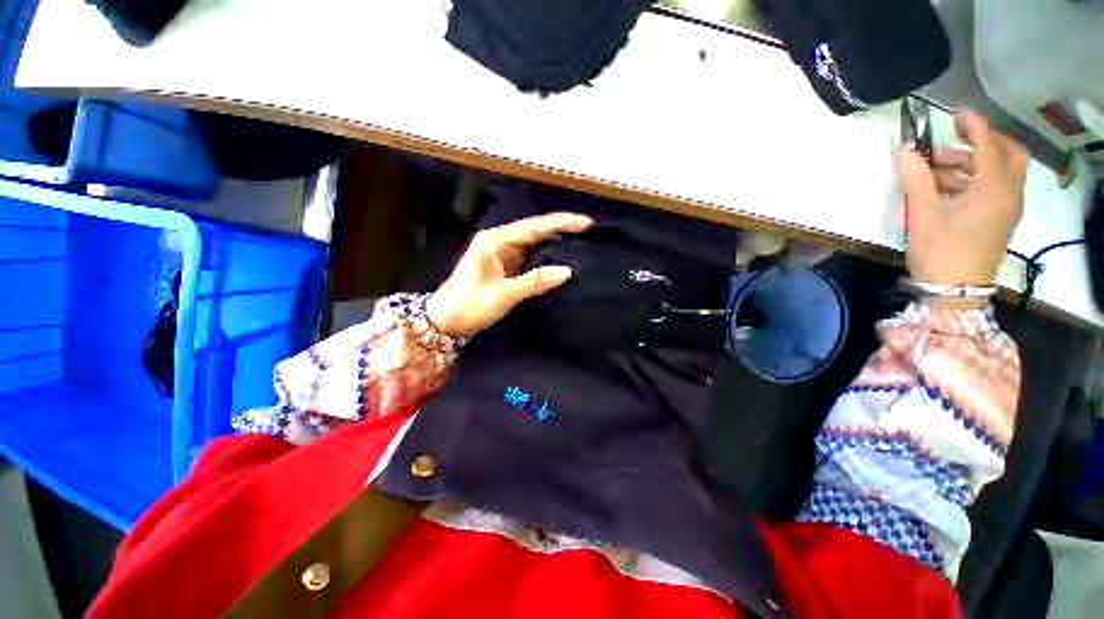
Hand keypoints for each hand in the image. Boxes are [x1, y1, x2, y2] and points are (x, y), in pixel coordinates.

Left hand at [425, 212, 593, 337]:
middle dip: (560, 228)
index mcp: (494, 241)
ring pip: (533, 243)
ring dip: (554, 241)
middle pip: (534, 230)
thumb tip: (568, 271)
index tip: (584, 222)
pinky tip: (560, 256)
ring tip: (579, 239)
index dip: (560, 223)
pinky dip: (545, 257)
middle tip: (586, 228)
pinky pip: (529, 257)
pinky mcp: (505, 266)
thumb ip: (536, 281)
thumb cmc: (469, 305)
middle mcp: (498, 241)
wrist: (445, 322)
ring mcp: (502, 254)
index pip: (533, 227)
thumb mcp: (504, 294)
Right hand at [900, 110, 1028, 303]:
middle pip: (1008, 153)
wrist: (957, 291)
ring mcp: (1008, 207)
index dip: (973, 125)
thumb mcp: (923, 216)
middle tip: (955, 139)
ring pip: (1002, 170)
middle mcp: (1009, 192)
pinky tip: (949, 187)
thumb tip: (907, 151)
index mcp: (993, 188)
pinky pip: (997, 186)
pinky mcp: (1001, 218)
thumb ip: (917, 180)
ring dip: (975, 161)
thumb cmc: (941, 252)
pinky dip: (977, 177)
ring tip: (938, 168)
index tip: (955, 113)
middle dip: (984, 140)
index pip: (988, 145)